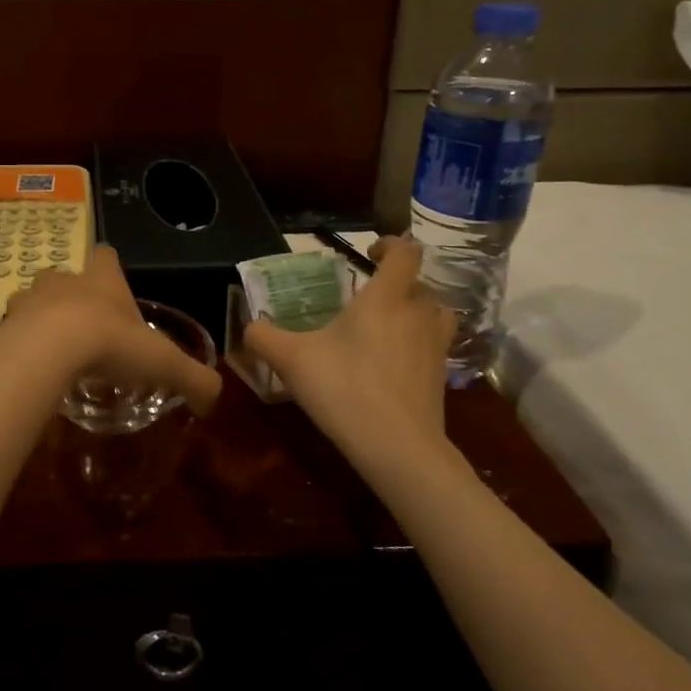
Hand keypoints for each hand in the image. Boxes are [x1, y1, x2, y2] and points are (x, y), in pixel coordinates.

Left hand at [2, 246, 222, 416]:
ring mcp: (29, 299)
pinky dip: (21, 344)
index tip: (113, 287)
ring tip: (53, 348)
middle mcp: (64, 281)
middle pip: (65, 276)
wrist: (49, 350)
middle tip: (84, 327)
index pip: (106, 256)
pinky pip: (13, 330)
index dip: (110, 268)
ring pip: (34, 300)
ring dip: (42, 318)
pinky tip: (32, 367)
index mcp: (102, 280)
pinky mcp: (5, 324)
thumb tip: (214, 401)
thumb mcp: (163, 363)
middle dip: (72, 296)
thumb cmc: (110, 344)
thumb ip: (193, 379)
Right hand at [243, 238, 454, 447]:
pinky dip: (419, 344)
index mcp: (385, 299)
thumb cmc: (343, 389)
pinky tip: (395, 362)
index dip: (391, 244)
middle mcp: (417, 314)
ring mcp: (435, 346)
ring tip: (391, 324)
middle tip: (369, 297)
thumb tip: (249, 326)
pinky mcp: (441, 377)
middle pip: (421, 284)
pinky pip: (435, 346)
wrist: (397, 446)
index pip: (405, 253)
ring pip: (436, 313)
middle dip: (398, 283)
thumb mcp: (290, 360)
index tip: (370, 251)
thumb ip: (264, 337)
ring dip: (417, 311)